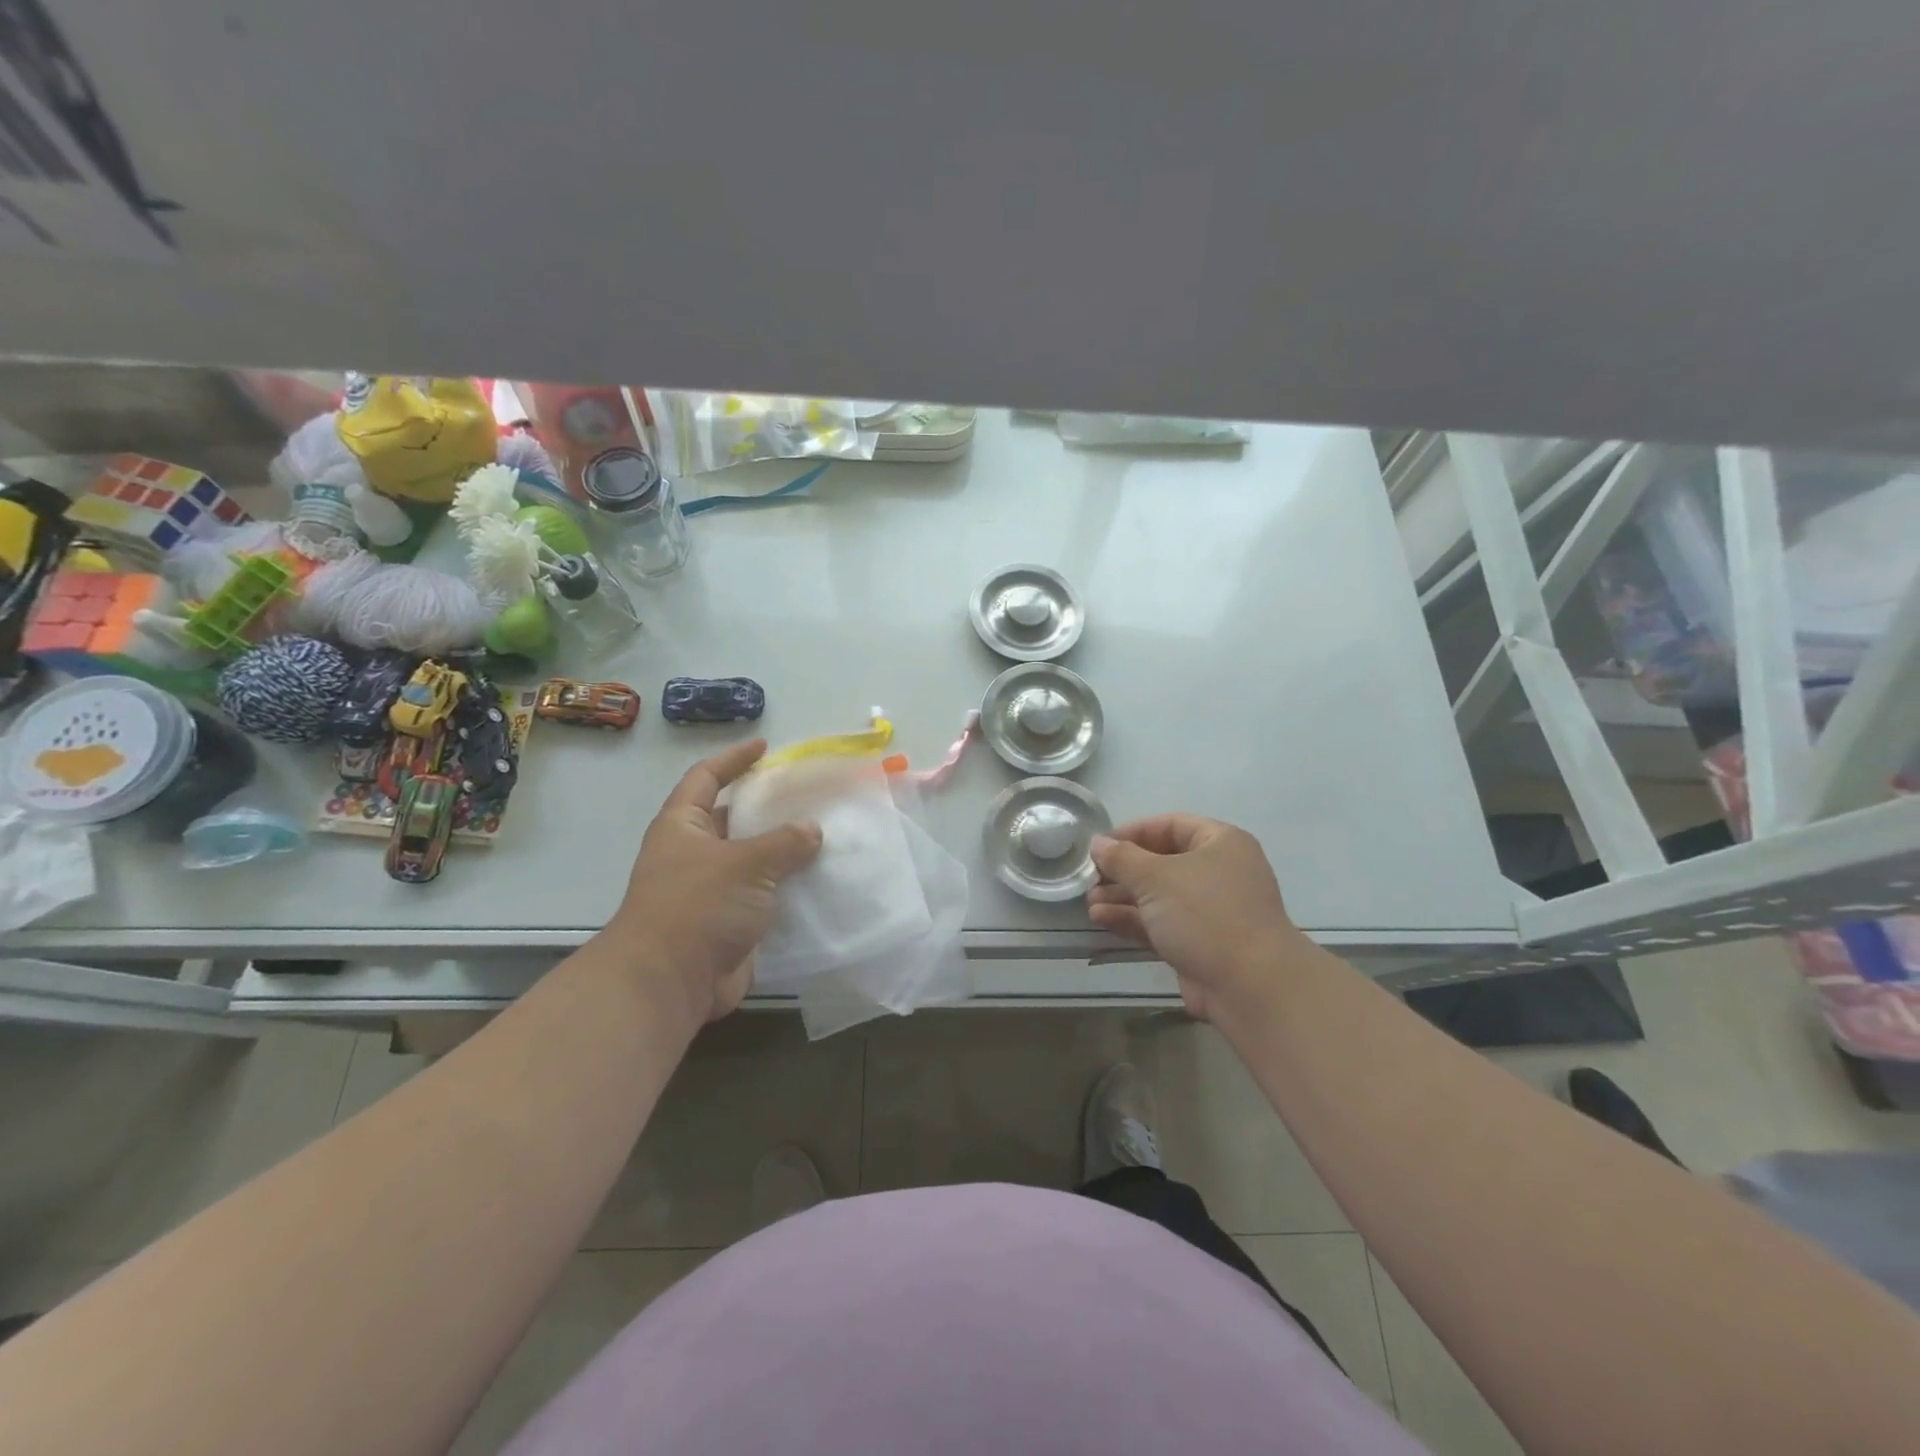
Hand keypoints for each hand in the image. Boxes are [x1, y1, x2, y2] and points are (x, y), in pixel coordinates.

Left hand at [608, 740, 821, 1027]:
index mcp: (683, 827)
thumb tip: (812, 830)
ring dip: (783, 852)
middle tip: (808, 797)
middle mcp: (692, 854)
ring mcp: (709, 891)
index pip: (706, 778)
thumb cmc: (698, 906)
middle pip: (732, 819)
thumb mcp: (746, 863)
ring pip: (752, 861)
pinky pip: (762, 897)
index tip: (764, 748)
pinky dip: (787, 890)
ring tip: (824, 837)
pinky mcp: (727, 924)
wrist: (669, 983)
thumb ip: (784, 842)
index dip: (733, 759)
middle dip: (767, 809)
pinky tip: (820, 882)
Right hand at [1087, 815, 1302, 1021]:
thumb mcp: (1156, 877)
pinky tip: (1101, 919)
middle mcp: (1219, 872)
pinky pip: (1161, 923)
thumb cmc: (1205, 914)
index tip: (1100, 845)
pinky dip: (1133, 920)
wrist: (1250, 986)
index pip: (1170, 825)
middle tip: (1090, 877)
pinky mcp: (1200, 943)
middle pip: (1162, 862)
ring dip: (1123, 897)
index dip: (1132, 832)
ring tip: (1089, 902)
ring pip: (1158, 896)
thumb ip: (1122, 858)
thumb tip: (1098, 843)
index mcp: (1220, 843)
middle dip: (1123, 870)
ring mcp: (1210, 911)